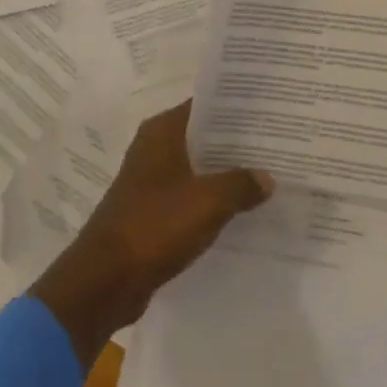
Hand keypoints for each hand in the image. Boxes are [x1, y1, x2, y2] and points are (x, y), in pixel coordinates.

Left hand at [30, 102, 272, 368]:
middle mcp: (154, 149)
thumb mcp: (207, 201)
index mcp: (161, 132)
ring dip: (227, 174)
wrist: (106, 280)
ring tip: (270, 177)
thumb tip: (267, 177)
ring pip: (198, 168)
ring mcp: (152, 181)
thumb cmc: (154, 226)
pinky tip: (244, 211)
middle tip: (280, 145)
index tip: (271, 111)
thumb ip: (240, 184)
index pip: (205, 106)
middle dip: (238, 143)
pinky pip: (191, 197)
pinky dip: (213, 201)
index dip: (236, 108)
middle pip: (203, 137)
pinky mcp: (153, 212)